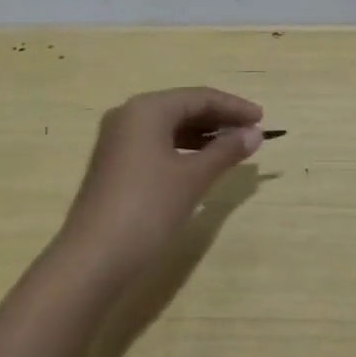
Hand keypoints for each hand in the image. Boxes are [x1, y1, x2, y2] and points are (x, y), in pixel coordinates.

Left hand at [57, 88, 263, 282]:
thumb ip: (226, 151)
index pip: (199, 97)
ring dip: (203, 136)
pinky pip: (156, 144)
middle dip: (219, 120)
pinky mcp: (114, 164)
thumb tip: (255, 134)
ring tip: (233, 149)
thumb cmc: (148, 208)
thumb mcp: (194, 178)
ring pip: (169, 127)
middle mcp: (128, 116)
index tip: (263, 119)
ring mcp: (117, 141)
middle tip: (251, 134)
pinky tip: (202, 164)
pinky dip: (183, 150)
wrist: (93, 259)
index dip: (234, 107)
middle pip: (183, 108)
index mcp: (147, 109)